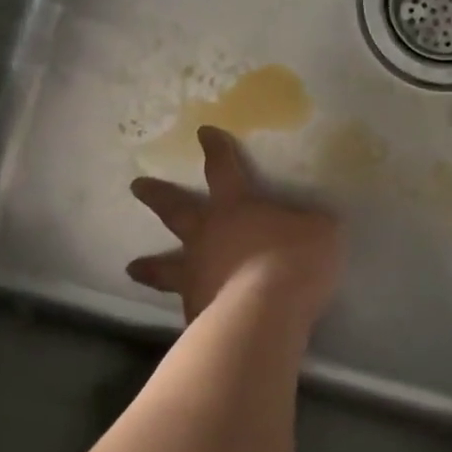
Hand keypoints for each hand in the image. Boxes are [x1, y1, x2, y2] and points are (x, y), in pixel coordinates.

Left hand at [127, 127, 341, 323]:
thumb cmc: (294, 259)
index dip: (215, 149)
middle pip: (176, 210)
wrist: (266, 312)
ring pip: (165, 267)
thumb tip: (312, 225)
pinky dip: (188, 309)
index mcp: (236, 207)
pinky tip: (189, 317)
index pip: (223, 168)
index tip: (203, 133)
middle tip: (136, 186)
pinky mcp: (196, 313)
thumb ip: (311, 225)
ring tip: (132, 267)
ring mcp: (196, 275)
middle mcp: (207, 236)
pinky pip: (189, 307)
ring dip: (150, 267)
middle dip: (157, 195)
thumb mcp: (320, 231)